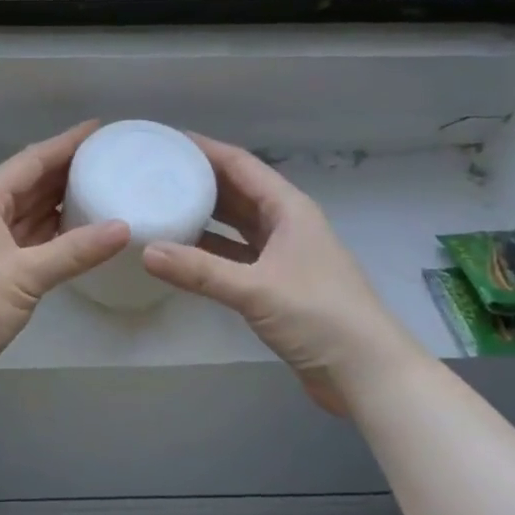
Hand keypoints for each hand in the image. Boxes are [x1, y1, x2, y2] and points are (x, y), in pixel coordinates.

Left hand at [0, 122, 129, 401]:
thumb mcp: (24, 274)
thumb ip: (75, 250)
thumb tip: (124, 228)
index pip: (31, 161)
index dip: (65, 144)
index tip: (99, 129)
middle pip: (31, 185)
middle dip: (67, 171)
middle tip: (109, 159)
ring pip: (31, 214)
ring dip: (62, 204)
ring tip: (103, 190)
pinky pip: (33, 243)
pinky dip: (56, 237)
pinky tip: (83, 235)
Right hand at [142, 134, 417, 414]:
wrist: (368, 373)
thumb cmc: (320, 316)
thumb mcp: (255, 290)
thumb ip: (199, 270)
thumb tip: (146, 250)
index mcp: (289, 209)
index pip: (240, 165)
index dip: (205, 149)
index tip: (167, 140)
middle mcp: (286, 224)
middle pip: (237, 191)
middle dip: (199, 180)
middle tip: (156, 172)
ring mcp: (283, 255)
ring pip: (235, 224)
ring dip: (204, 216)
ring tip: (162, 206)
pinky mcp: (277, 284)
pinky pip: (235, 255)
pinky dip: (210, 251)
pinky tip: (181, 253)